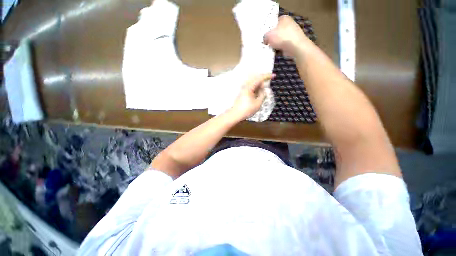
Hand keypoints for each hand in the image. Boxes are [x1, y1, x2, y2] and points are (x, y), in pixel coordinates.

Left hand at [228, 74, 273, 120]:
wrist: (236, 114)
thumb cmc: (247, 110)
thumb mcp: (258, 103)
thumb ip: (263, 95)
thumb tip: (264, 90)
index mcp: (249, 87)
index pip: (259, 78)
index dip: (267, 76)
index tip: (274, 75)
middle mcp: (245, 86)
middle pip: (255, 79)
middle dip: (263, 80)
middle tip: (268, 84)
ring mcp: (243, 90)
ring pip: (253, 83)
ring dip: (259, 85)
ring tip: (262, 91)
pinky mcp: (242, 93)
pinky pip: (251, 87)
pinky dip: (255, 88)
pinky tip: (257, 93)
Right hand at [264, 15, 309, 56]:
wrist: (296, 46)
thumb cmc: (282, 37)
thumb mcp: (269, 35)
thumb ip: (265, 36)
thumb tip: (265, 40)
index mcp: (284, 18)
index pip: (274, 22)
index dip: (269, 29)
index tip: (265, 36)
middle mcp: (289, 23)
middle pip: (277, 31)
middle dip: (272, 38)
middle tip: (267, 43)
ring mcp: (293, 33)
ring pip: (280, 39)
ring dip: (276, 44)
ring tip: (272, 48)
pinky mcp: (294, 42)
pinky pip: (284, 45)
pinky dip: (281, 48)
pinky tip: (278, 51)